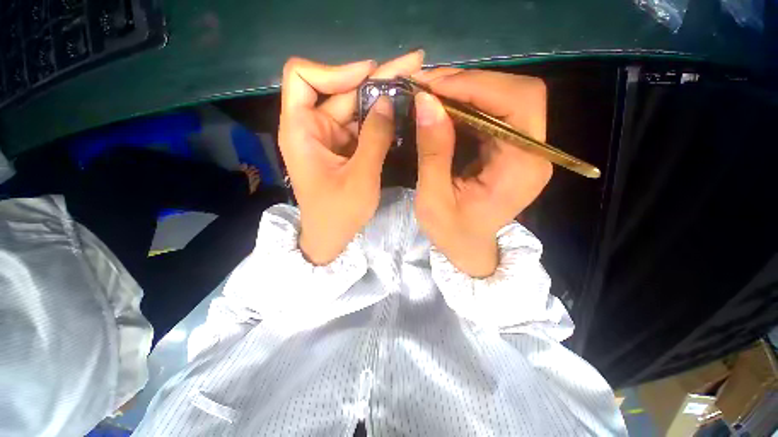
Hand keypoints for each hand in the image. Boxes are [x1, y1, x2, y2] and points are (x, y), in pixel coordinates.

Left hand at [279, 51, 424, 264]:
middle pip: (340, 91)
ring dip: (382, 97)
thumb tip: (387, 101)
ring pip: (354, 107)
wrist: (330, 238)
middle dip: (376, 78)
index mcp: (301, 131)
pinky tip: (402, 110)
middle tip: (413, 65)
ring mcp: (329, 138)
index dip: (336, 70)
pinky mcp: (343, 148)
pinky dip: (380, 119)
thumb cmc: (339, 214)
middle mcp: (312, 128)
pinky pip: (361, 126)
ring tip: (414, 82)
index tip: (370, 74)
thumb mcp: (360, 178)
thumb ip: (375, 138)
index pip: (303, 78)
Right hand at [413, 69, 551, 276]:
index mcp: (521, 169)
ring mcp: (525, 150)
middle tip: (429, 86)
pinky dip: (468, 104)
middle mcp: (533, 154)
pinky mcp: (511, 149)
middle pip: (518, 94)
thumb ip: (433, 153)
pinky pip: (495, 114)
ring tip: (432, 93)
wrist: (468, 248)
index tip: (433, 86)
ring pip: (507, 98)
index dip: (477, 86)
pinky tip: (444, 107)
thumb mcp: (434, 200)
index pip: (518, 104)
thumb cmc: (451, 233)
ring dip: (468, 90)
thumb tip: (426, 102)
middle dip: (471, 83)